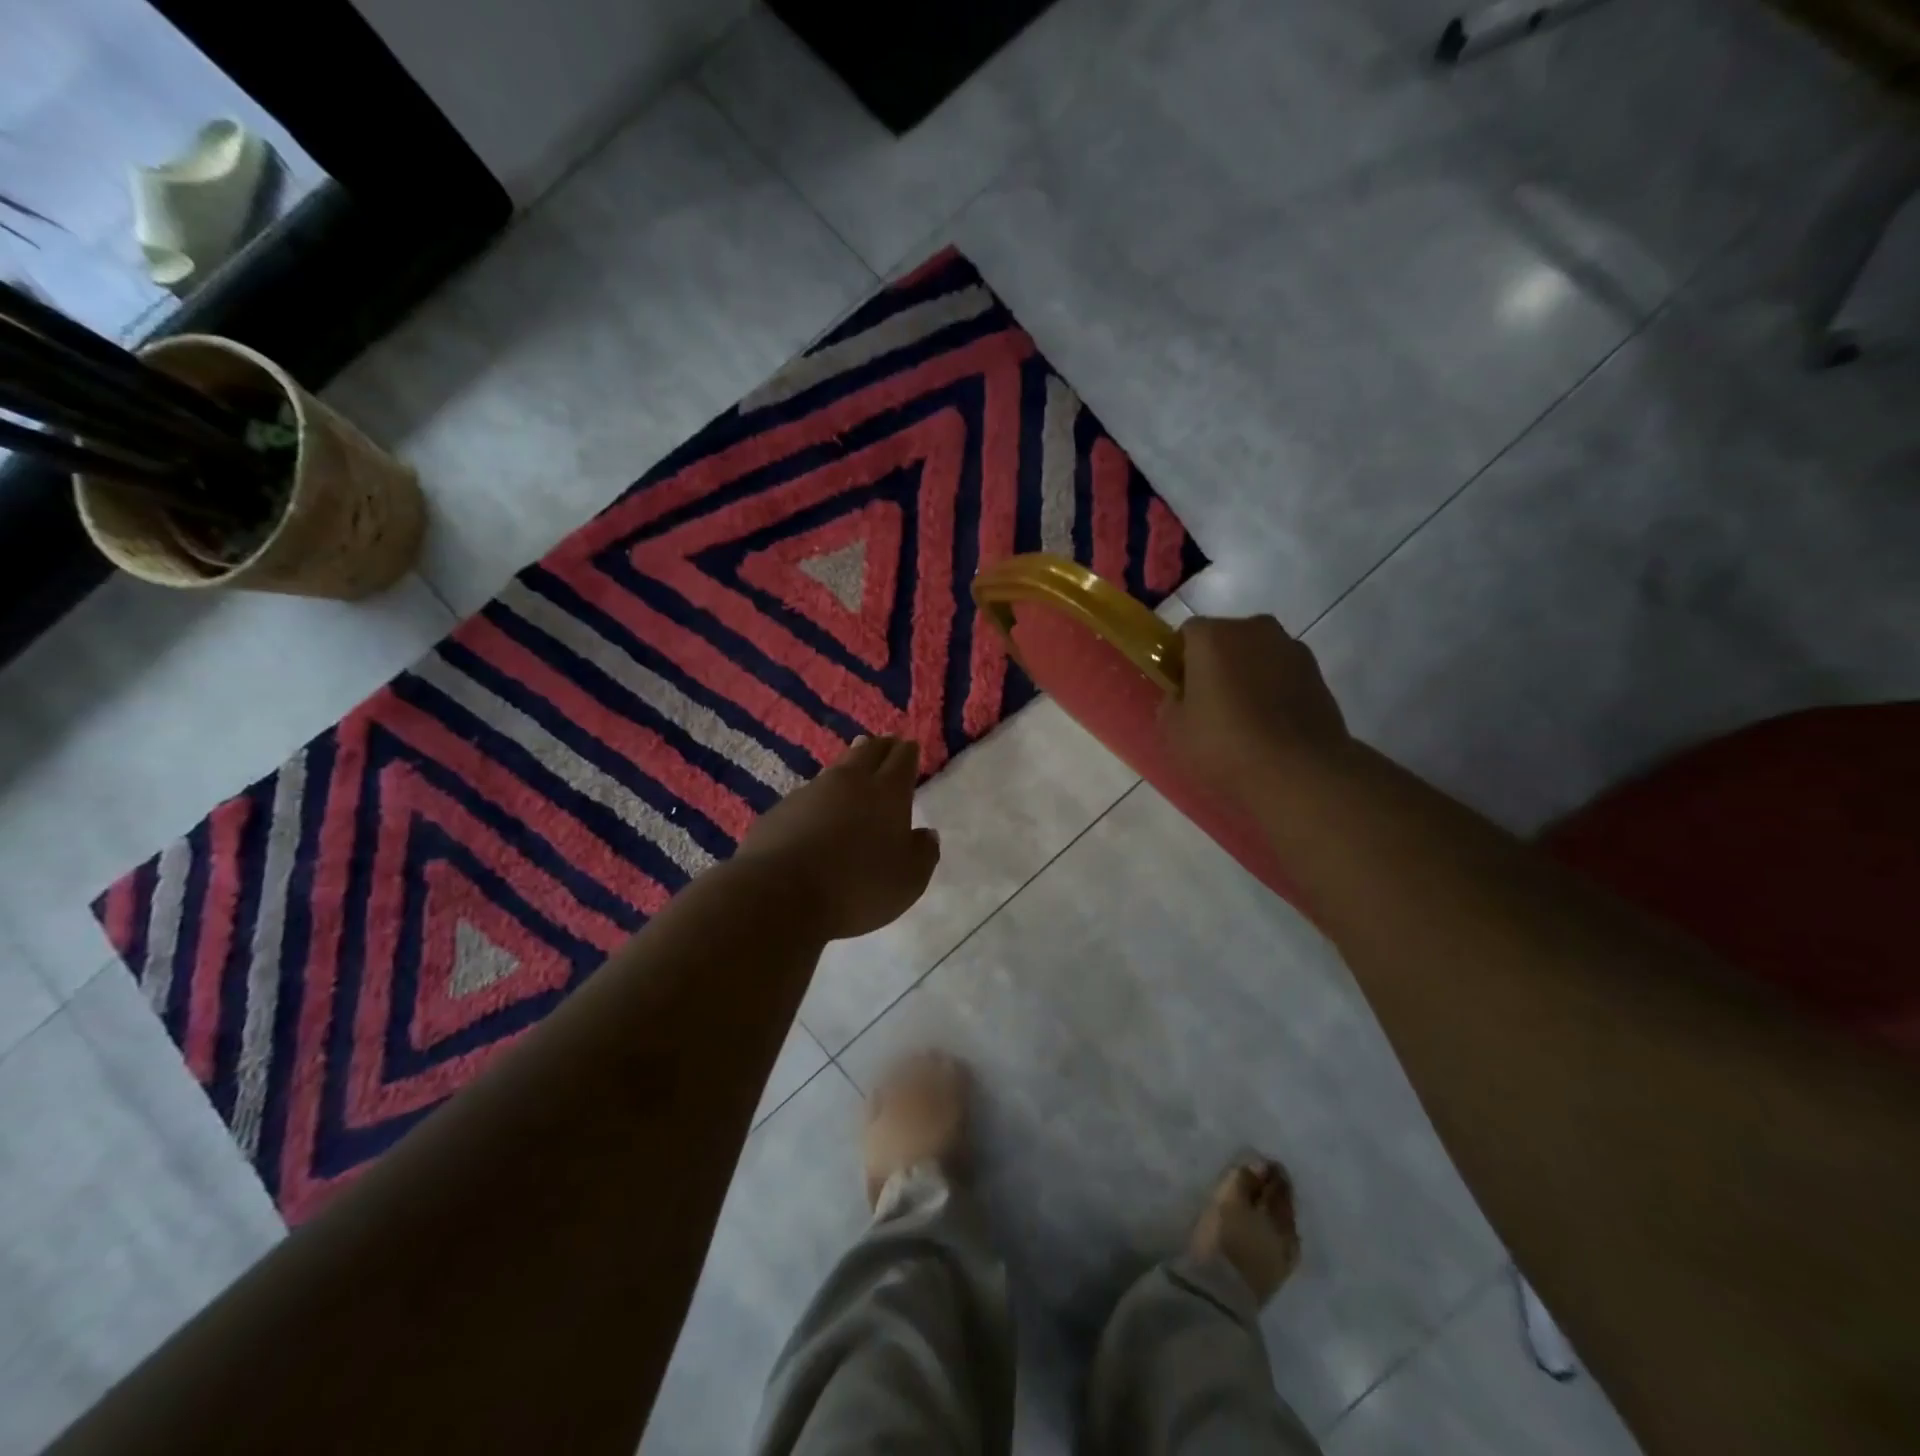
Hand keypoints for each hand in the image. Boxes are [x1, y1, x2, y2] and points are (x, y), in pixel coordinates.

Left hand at [736, 735, 940, 941]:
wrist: (780, 895)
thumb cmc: (858, 887)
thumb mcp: (908, 880)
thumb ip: (923, 853)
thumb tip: (926, 834)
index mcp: (887, 792)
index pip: (902, 759)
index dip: (908, 752)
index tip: (910, 747)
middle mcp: (850, 781)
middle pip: (868, 752)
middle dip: (881, 747)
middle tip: (887, 744)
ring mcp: (811, 792)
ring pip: (836, 768)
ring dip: (849, 764)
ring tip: (854, 764)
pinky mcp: (781, 810)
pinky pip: (808, 794)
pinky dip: (820, 796)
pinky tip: (818, 809)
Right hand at [1159, 615, 1350, 796]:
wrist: (1299, 772)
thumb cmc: (1225, 745)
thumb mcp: (1174, 730)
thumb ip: (1171, 702)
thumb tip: (1183, 695)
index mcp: (1213, 636)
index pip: (1188, 634)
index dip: (1181, 659)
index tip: (1181, 689)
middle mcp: (1254, 629)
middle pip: (1226, 639)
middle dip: (1217, 663)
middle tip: (1210, 704)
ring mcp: (1291, 648)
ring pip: (1257, 655)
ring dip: (1248, 675)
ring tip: (1245, 718)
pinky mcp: (1318, 673)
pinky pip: (1283, 674)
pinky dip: (1275, 689)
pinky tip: (1271, 724)